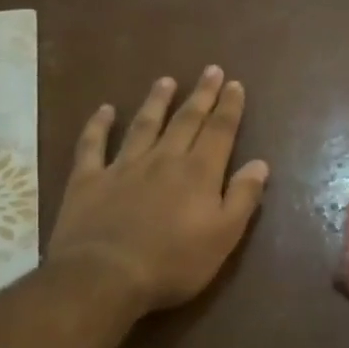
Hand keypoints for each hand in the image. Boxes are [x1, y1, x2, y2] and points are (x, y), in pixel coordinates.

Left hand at [49, 68, 268, 311]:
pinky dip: (98, 125)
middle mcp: (163, 159)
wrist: (105, 277)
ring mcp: (123, 166)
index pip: (219, 131)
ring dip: (157, 101)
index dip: (229, 107)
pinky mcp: (88, 180)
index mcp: (199, 173)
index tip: (235, 84)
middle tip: (210, 70)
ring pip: (144, 125)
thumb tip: (260, 164)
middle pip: (186, 120)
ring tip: (167, 81)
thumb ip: (243, 197)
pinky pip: (93, 145)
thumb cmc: (174, 262)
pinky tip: (105, 110)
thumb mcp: (223, 236)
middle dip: (201, 95)